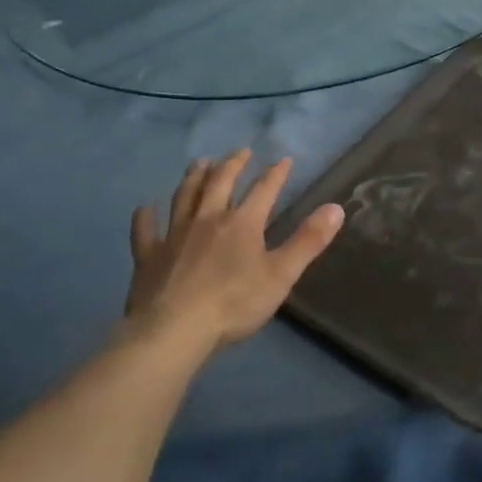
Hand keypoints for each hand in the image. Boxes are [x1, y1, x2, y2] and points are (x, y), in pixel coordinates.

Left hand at [122, 150, 343, 352]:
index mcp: (242, 223)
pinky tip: (146, 208)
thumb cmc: (234, 303)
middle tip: (241, 152)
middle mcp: (207, 219)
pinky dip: (146, 216)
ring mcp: (174, 235)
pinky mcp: (148, 255)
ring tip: (200, 162)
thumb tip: (336, 207)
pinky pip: (145, 230)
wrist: (174, 330)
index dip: (276, 174)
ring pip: (184, 196)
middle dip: (233, 164)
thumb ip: (308, 241)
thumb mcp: (281, 275)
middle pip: (220, 183)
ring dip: (194, 177)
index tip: (284, 159)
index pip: (263, 190)